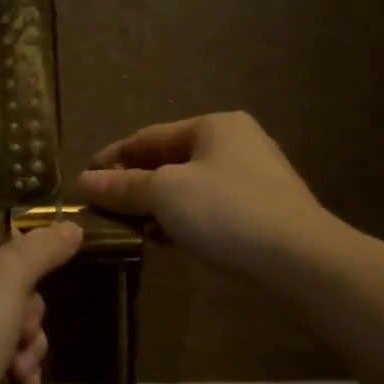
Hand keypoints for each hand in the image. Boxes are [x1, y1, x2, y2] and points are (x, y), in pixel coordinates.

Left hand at [0, 219, 84, 383]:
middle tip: (24, 325)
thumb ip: (43, 247)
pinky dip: (11, 358)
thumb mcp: (10, 276)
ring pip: (1, 310)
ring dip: (25, 337)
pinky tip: (24, 380)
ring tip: (24, 361)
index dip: (13, 243)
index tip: (32, 265)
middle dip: (25, 307)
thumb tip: (72, 228)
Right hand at [76, 111, 327, 278]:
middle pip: (169, 160)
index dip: (113, 157)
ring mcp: (253, 176)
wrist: (299, 257)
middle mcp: (236, 142)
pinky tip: (167, 239)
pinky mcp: (261, 209)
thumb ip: (123, 186)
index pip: (149, 136)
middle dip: (134, 183)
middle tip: (103, 207)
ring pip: (188, 185)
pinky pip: (208, 207)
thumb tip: (84, 181)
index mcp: (214, 126)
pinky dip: (183, 218)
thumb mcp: (165, 193)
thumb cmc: (226, 212)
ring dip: (156, 204)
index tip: (83, 180)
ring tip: (128, 227)